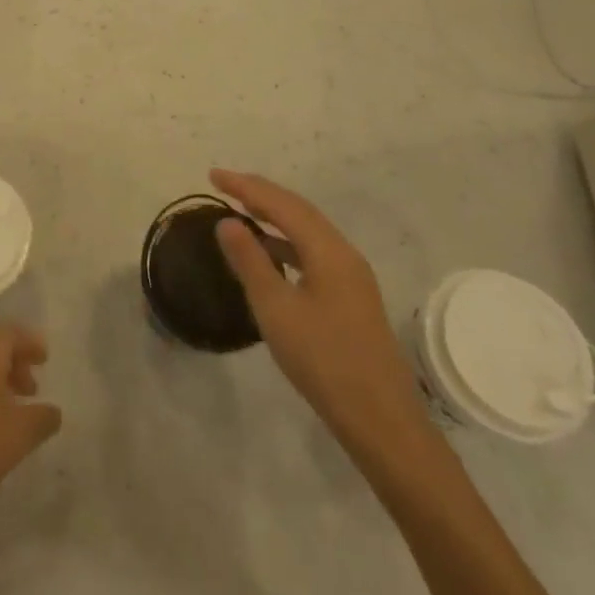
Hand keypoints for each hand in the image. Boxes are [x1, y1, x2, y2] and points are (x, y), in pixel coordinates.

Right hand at [211, 169, 433, 455]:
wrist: (380, 419)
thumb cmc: (323, 360)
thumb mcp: (276, 309)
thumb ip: (250, 261)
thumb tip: (227, 222)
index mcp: (328, 251)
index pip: (282, 204)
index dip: (246, 186)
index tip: (213, 175)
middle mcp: (344, 254)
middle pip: (299, 210)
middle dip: (260, 194)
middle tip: (224, 184)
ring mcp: (351, 276)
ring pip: (308, 231)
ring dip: (274, 216)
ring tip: (241, 211)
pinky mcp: (351, 296)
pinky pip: (313, 251)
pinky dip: (286, 242)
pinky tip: (269, 253)